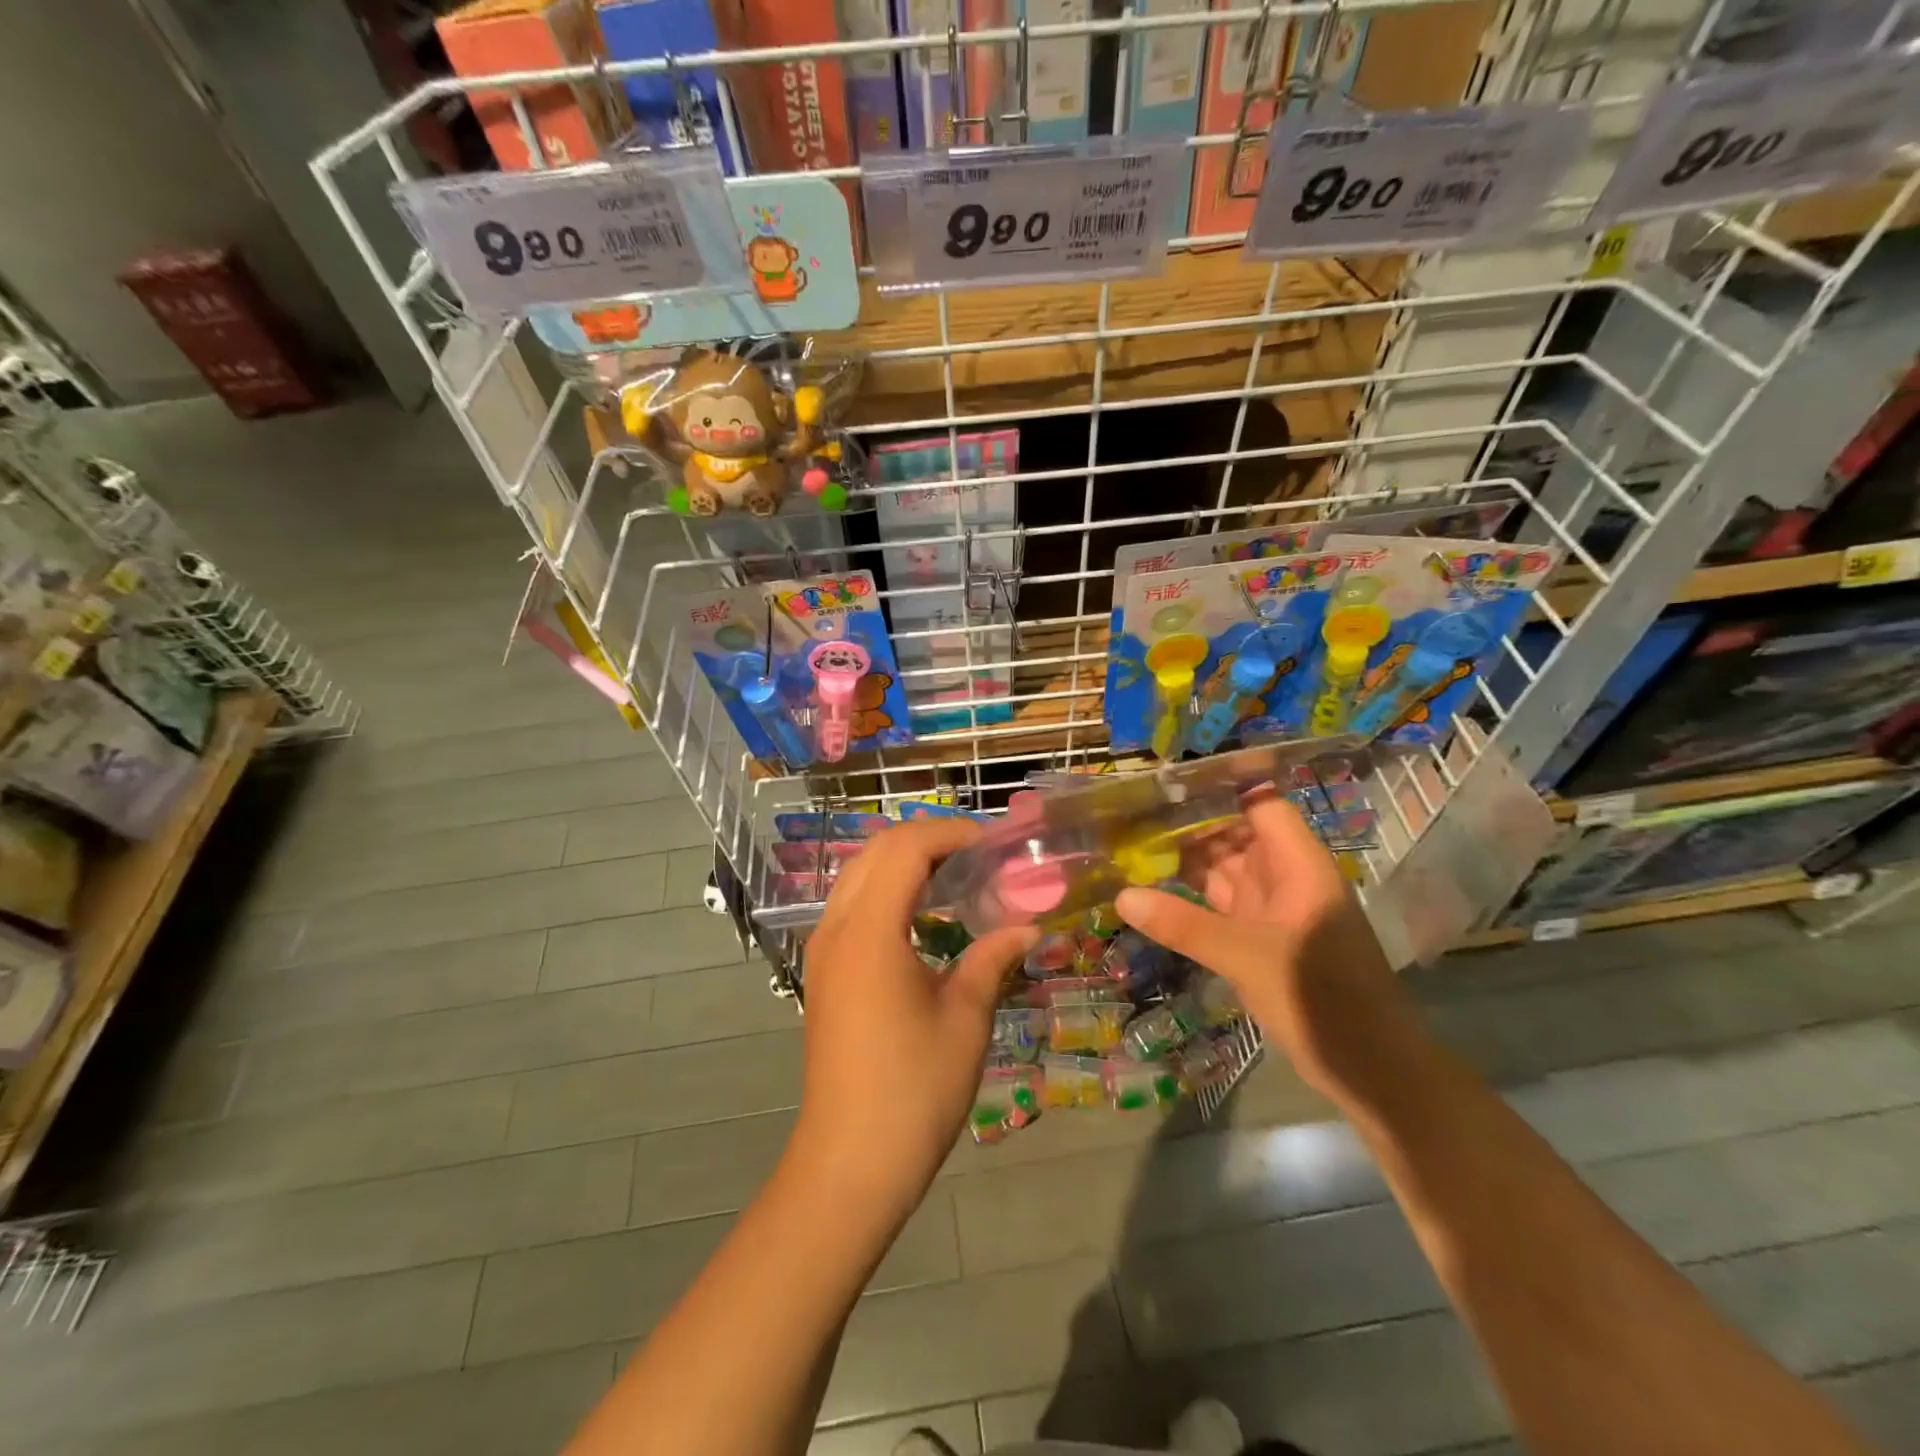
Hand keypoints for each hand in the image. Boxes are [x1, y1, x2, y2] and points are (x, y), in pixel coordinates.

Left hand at [787, 820, 1034, 1222]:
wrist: (850, 1162)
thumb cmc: (914, 1088)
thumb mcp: (965, 1017)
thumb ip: (991, 958)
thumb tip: (1027, 927)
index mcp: (870, 931)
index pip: (905, 848)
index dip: (950, 832)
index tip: (993, 842)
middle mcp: (837, 928)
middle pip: (876, 852)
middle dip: (927, 839)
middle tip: (978, 854)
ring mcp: (823, 951)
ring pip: (858, 876)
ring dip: (904, 862)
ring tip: (956, 876)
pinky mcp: (823, 973)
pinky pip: (853, 906)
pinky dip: (887, 891)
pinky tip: (924, 916)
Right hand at [1115, 793, 1404, 1095]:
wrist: (1372, 1070)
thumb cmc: (1322, 998)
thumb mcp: (1246, 957)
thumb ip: (1184, 925)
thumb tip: (1122, 896)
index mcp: (1297, 865)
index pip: (1260, 804)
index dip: (1220, 789)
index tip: (1165, 782)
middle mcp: (1285, 879)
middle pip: (1235, 836)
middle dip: (1188, 826)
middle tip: (1128, 817)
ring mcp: (1273, 911)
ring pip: (1225, 872)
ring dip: (1185, 863)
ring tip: (1129, 848)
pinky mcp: (1261, 941)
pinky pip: (1220, 907)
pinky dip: (1190, 900)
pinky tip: (1152, 895)